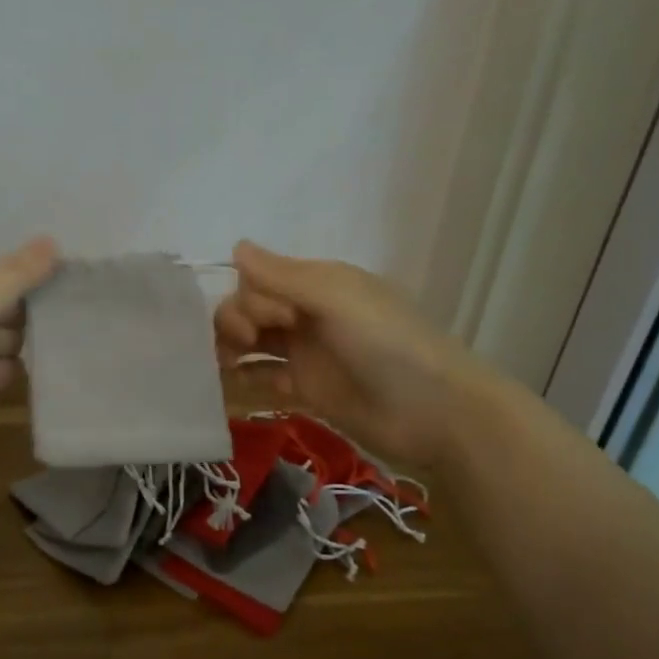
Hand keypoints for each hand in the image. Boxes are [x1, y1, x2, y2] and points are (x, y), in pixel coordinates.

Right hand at [213, 241, 485, 468]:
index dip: (250, 297)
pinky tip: (229, 383)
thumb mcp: (335, 297)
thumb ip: (282, 276)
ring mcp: (306, 353)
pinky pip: (263, 377)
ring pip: (253, 341)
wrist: (433, 411)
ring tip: (224, 364)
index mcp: (318, 285)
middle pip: (251, 309)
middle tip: (245, 343)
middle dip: (236, 320)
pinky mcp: (305, 390)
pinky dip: (243, 377)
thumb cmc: (386, 343)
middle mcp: (308, 314)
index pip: (260, 280)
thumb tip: (236, 247)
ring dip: (230, 347)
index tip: (267, 319)